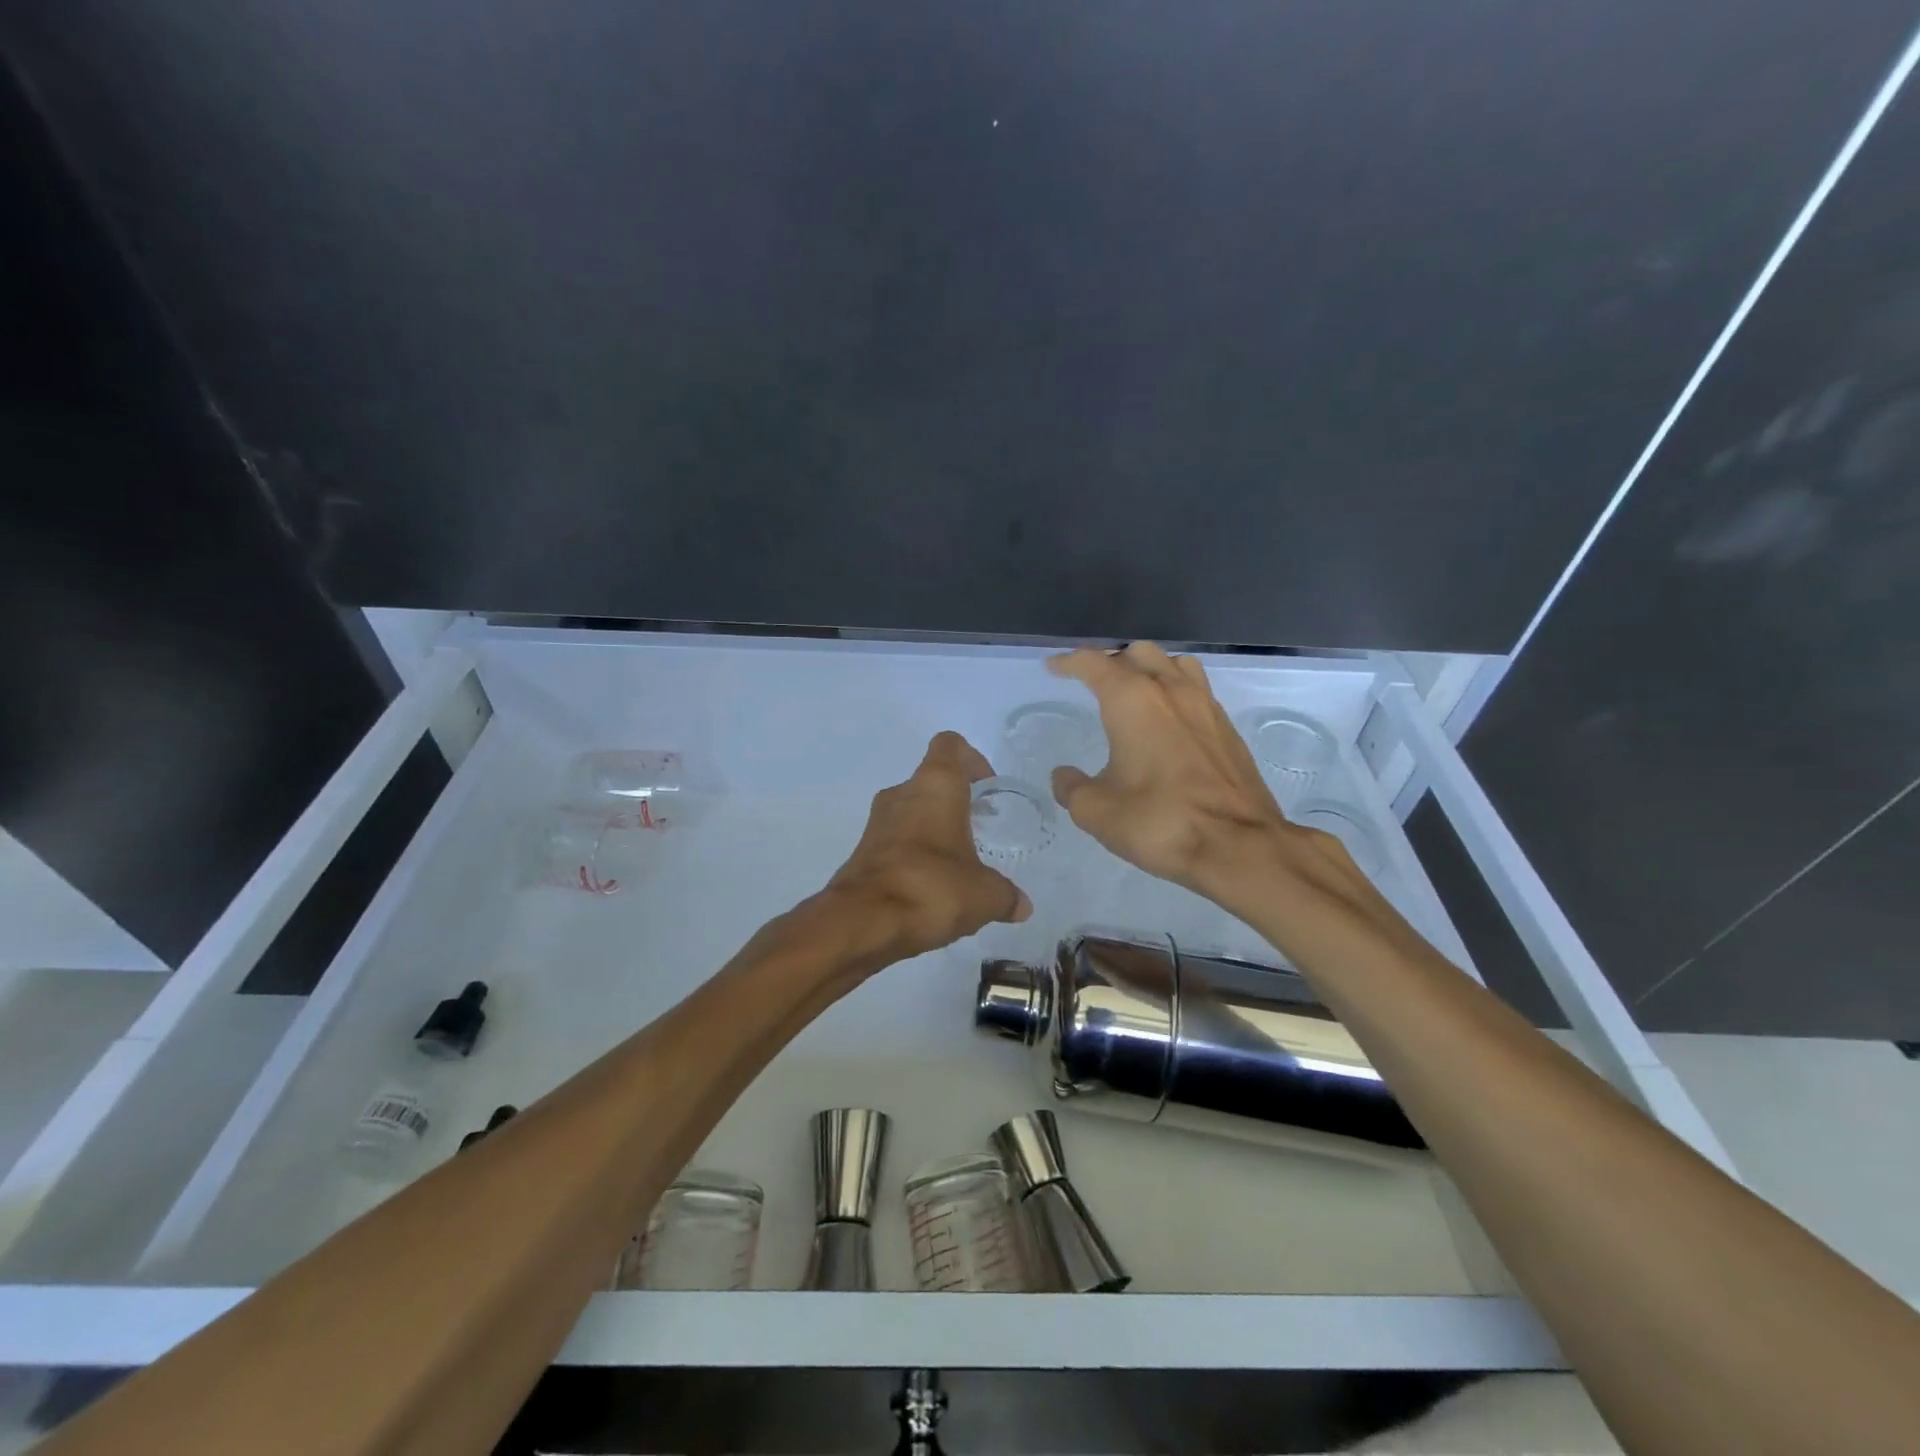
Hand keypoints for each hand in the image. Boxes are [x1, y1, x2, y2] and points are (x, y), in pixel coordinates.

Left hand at [825, 731, 1032, 961]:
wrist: (863, 922)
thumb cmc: (932, 887)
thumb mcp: (985, 894)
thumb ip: (1006, 895)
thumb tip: (1022, 906)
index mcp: (935, 785)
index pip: (950, 745)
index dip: (972, 760)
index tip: (988, 788)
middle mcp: (902, 793)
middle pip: (932, 780)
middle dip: (957, 801)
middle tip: (980, 829)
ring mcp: (877, 822)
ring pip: (912, 811)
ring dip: (934, 828)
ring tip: (959, 863)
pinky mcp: (863, 851)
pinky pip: (896, 840)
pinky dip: (915, 853)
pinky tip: (933, 886)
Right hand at [1049, 643, 1356, 904]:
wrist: (1238, 845)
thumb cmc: (1159, 821)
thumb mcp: (1097, 811)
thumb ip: (1072, 788)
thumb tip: (1064, 776)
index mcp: (1132, 700)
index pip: (1094, 664)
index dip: (1070, 662)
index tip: (1054, 667)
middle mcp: (1170, 690)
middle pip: (1138, 653)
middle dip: (1111, 661)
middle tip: (1093, 682)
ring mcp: (1205, 706)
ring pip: (1174, 664)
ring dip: (1150, 669)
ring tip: (1135, 691)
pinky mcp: (1227, 728)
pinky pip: (1196, 690)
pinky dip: (1175, 691)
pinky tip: (1169, 720)